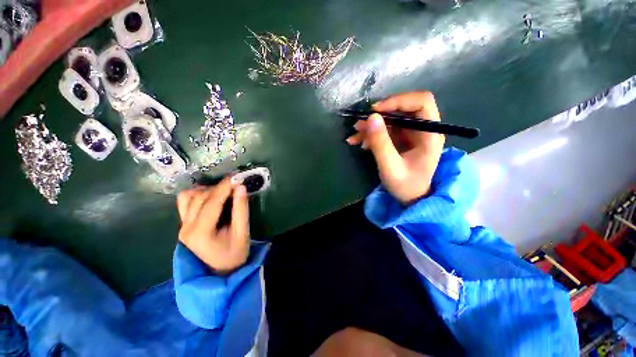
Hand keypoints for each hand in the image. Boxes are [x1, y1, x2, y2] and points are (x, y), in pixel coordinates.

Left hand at [177, 178, 249, 274]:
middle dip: (218, 188)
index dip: (224, 188)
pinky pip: (185, 202)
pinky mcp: (184, 224)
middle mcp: (186, 228)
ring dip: (207, 190)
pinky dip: (197, 194)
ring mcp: (182, 226)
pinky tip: (211, 196)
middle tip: (235, 184)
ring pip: (188, 197)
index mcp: (200, 233)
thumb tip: (241, 187)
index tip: (236, 177)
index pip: (211, 203)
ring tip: (224, 192)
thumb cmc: (235, 253)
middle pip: (199, 197)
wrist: (221, 270)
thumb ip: (241, 209)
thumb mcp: (242, 232)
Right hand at [346, 91, 445, 204]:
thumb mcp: (390, 167)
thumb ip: (381, 143)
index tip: (376, 111)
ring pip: (391, 118)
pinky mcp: (401, 138)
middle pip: (403, 108)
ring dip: (371, 125)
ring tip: (355, 134)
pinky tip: (358, 141)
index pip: (421, 102)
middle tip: (360, 123)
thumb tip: (371, 117)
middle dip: (380, 114)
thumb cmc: (405, 186)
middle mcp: (423, 129)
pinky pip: (385, 129)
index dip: (398, 101)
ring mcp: (411, 133)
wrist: (410, 199)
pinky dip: (371, 133)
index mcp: (430, 134)